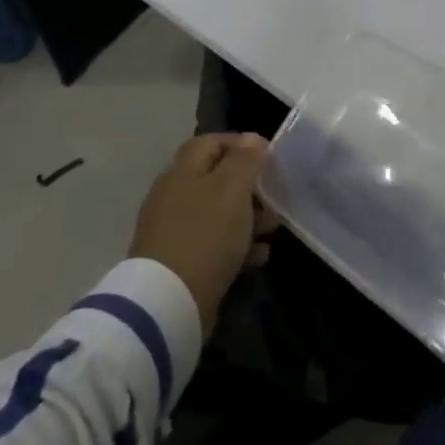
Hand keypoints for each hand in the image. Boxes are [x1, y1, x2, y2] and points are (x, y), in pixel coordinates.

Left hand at [129, 134, 277, 330]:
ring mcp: (174, 232)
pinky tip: (259, 255)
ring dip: (248, 216)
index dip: (240, 143)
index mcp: (182, 172)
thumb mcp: (232, 188)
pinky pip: (214, 245)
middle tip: (275, 195)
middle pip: (215, 179)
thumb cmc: (205, 234)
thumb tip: (252, 140)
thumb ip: (245, 160)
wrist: (168, 303)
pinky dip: (238, 246)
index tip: (269, 155)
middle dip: (249, 185)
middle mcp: (174, 196)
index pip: (210, 142)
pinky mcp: (180, 264)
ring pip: (218, 213)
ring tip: (274, 227)